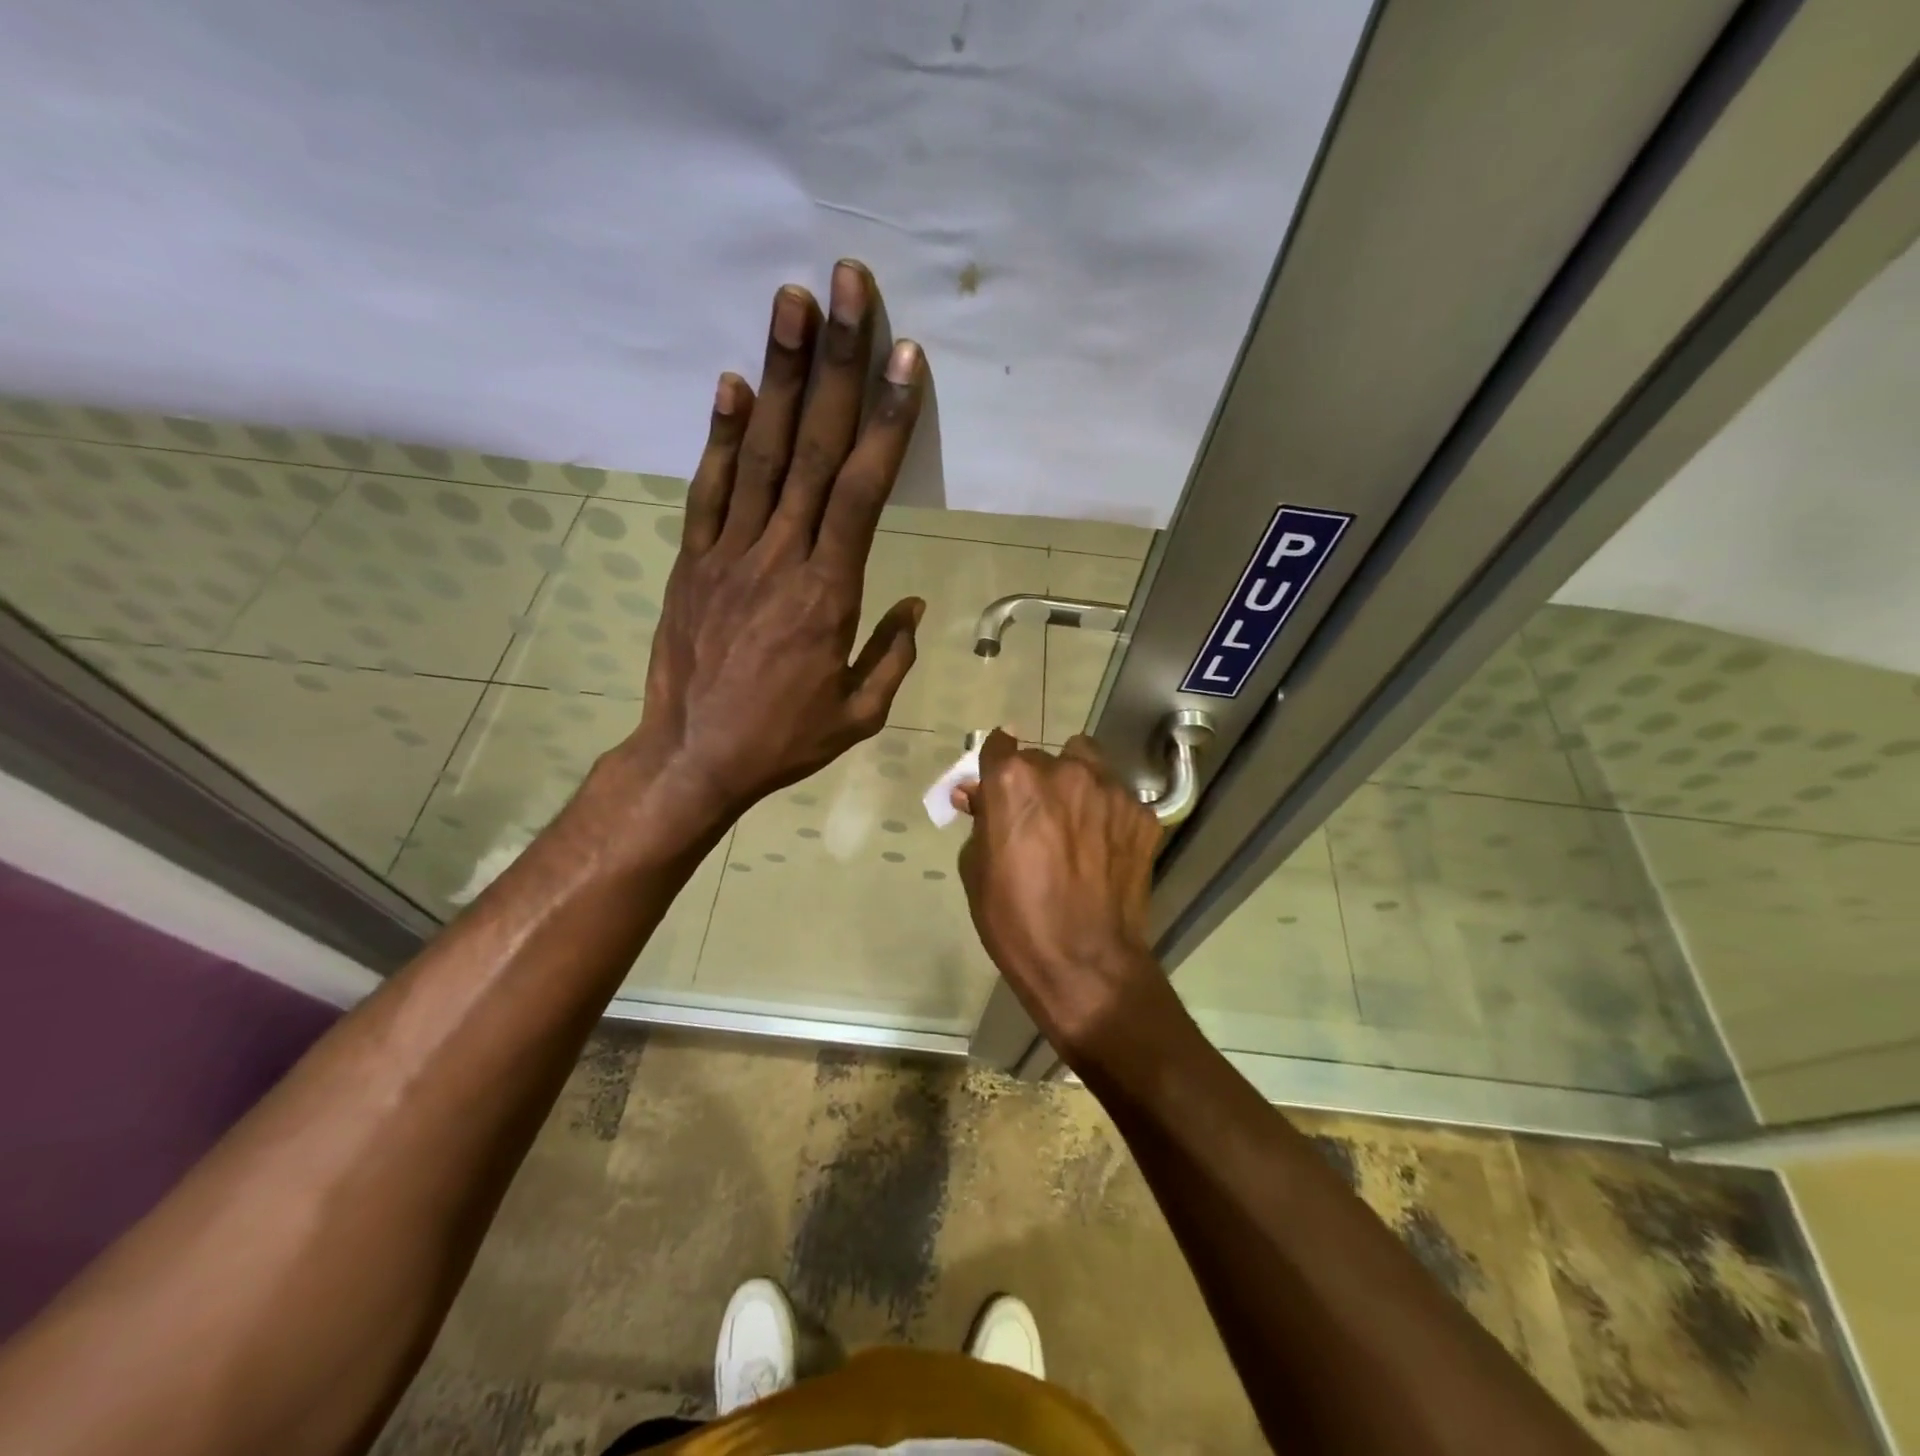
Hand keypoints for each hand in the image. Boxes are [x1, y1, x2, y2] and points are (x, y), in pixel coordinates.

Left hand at [626, 261, 927, 828]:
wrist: (694, 758)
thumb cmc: (784, 739)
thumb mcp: (858, 714)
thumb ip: (890, 655)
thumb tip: (911, 606)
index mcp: (829, 594)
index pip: (863, 491)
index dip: (885, 421)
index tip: (904, 359)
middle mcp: (780, 557)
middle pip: (814, 450)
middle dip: (835, 365)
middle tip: (848, 287)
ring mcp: (729, 554)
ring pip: (761, 454)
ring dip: (779, 376)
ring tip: (792, 303)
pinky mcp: (693, 562)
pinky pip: (708, 490)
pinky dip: (721, 435)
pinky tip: (734, 385)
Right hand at [955, 730, 1165, 1056]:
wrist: (1085, 965)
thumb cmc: (1015, 921)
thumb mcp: (976, 869)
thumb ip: (981, 820)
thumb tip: (978, 795)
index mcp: (1014, 781)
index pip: (999, 744)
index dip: (995, 765)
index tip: (996, 786)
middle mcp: (1064, 771)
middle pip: (1044, 758)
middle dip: (1036, 781)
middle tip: (1036, 819)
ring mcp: (1110, 790)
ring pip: (1087, 765)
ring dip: (1076, 785)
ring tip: (1076, 824)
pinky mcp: (1142, 814)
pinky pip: (1117, 798)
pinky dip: (1107, 814)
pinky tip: (1103, 849)